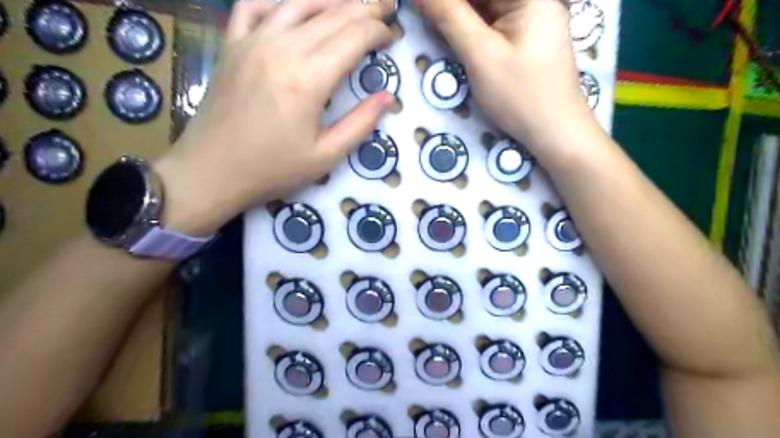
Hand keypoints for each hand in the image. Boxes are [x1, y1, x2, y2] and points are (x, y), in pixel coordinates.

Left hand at [156, 0, 396, 236]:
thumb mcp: (326, 156)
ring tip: (352, 4)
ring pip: (298, 3)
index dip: (379, 32)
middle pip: (332, 15)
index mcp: (309, 79)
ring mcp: (252, 41)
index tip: (393, 37)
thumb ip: (361, 123)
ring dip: (330, 0)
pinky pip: (254, 6)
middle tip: (384, 11)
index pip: (354, 37)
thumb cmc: (273, 169)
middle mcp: (282, 49)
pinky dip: (279, 0)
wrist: (212, 171)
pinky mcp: (232, 45)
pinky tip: (294, 7)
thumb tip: (389, 97)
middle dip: (364, 10)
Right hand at [422, 0, 597, 159]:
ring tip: (435, 23)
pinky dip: (472, 28)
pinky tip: (454, 33)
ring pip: (487, 9)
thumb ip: (450, 17)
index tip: (420, 5)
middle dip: (454, 7)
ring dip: (460, 15)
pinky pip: (493, 24)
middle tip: (426, 15)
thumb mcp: (480, 56)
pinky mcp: (525, 40)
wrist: (554, 132)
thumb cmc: (520, 95)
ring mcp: (531, 20)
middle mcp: (534, 1)